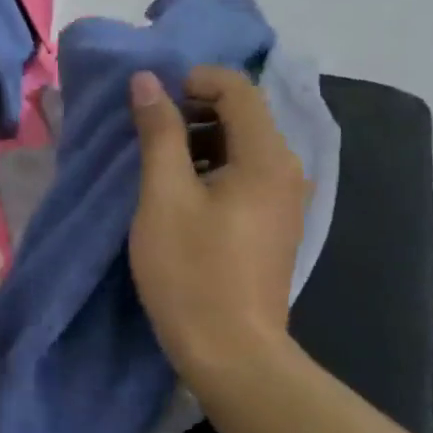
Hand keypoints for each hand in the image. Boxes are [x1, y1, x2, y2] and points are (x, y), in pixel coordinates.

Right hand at [126, 67, 308, 397]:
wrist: (231, 351)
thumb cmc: (191, 271)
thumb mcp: (164, 196)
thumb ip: (158, 132)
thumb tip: (147, 80)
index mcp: (266, 157)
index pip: (237, 88)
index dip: (192, 80)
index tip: (150, 102)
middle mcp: (286, 170)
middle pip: (243, 114)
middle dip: (192, 110)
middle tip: (146, 132)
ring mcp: (284, 200)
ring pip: (241, 146)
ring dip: (198, 142)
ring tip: (156, 165)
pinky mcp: (274, 224)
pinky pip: (244, 176)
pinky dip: (212, 169)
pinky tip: (179, 195)